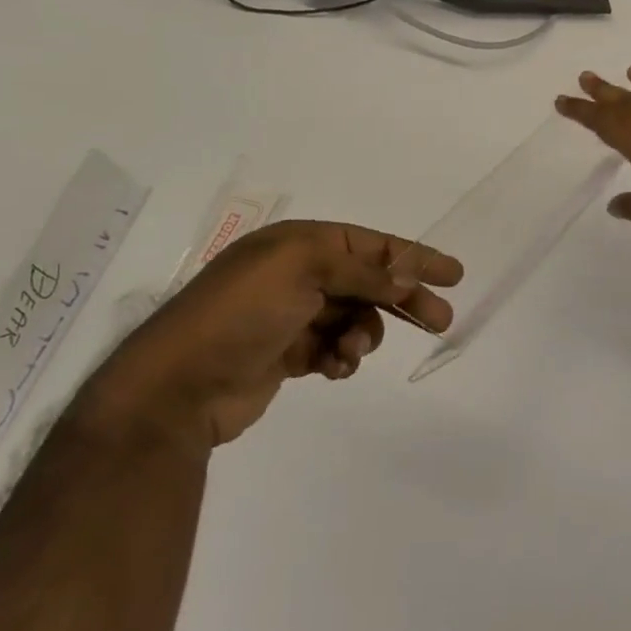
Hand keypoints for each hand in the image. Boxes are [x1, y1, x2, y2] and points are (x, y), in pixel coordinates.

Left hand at [79, 221, 461, 451]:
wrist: (177, 386)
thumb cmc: (240, 313)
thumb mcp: (303, 270)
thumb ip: (363, 272)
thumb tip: (408, 279)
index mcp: (299, 243)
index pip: (371, 245)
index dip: (414, 256)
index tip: (454, 273)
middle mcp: (297, 274)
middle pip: (369, 282)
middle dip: (404, 300)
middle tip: (441, 321)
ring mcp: (292, 315)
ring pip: (355, 318)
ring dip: (363, 335)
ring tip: (350, 353)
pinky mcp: (286, 354)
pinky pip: (333, 348)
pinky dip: (340, 358)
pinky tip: (332, 369)